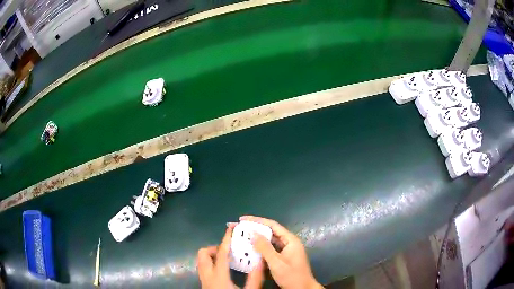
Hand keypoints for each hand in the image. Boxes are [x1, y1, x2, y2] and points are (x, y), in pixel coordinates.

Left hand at [197, 226, 264, 288]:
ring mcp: (203, 280)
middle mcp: (207, 275)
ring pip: (201, 261)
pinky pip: (203, 268)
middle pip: (203, 254)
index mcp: (218, 276)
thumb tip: (261, 261)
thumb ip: (255, 278)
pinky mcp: (203, 284)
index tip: (231, 229)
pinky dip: (211, 264)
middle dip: (214, 248)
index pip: (221, 253)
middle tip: (229, 251)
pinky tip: (224, 270)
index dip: (226, 240)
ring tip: (227, 259)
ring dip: (212, 256)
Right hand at [240, 216, 322, 288]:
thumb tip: (253, 233)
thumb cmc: (292, 276)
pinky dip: (260, 248)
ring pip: (269, 241)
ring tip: (242, 237)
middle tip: (239, 228)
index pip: (272, 225)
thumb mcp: (277, 263)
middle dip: (254, 229)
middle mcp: (288, 243)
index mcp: (290, 240)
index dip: (257, 221)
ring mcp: (286, 251)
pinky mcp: (283, 258)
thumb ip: (265, 248)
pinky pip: (270, 250)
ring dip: (256, 239)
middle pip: (270, 232)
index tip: (242, 219)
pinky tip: (250, 249)